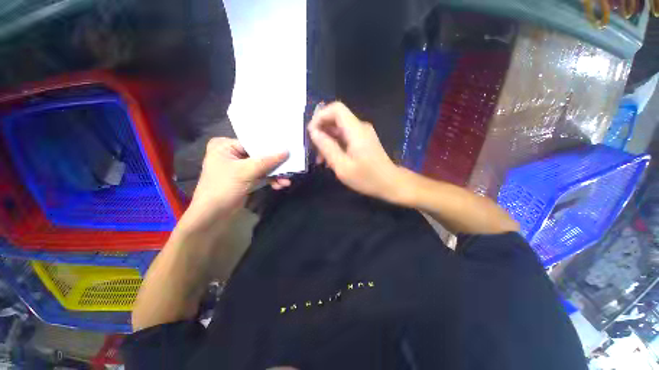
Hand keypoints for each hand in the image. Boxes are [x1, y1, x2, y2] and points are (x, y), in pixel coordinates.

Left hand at [181, 138, 287, 231]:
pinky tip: (280, 185)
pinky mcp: (246, 178)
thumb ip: (267, 161)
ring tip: (287, 181)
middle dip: (275, 164)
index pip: (253, 142)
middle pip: (260, 155)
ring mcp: (240, 167)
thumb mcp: (245, 172)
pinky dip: (271, 180)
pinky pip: (262, 175)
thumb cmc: (223, 188)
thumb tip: (286, 151)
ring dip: (275, 174)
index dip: (270, 147)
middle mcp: (232, 154)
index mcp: (225, 146)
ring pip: (263, 166)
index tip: (287, 150)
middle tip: (290, 166)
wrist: (213, 216)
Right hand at [307, 102, 401, 200]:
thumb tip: (313, 132)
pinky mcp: (363, 141)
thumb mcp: (342, 166)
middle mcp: (360, 127)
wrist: (390, 184)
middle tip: (315, 150)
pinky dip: (335, 145)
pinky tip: (331, 160)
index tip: (311, 133)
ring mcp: (362, 134)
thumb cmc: (367, 178)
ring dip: (327, 141)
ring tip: (321, 160)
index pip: (336, 108)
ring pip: (339, 129)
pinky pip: (345, 137)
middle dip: (322, 131)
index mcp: (356, 130)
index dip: (320, 116)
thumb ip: (327, 147)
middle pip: (336, 118)